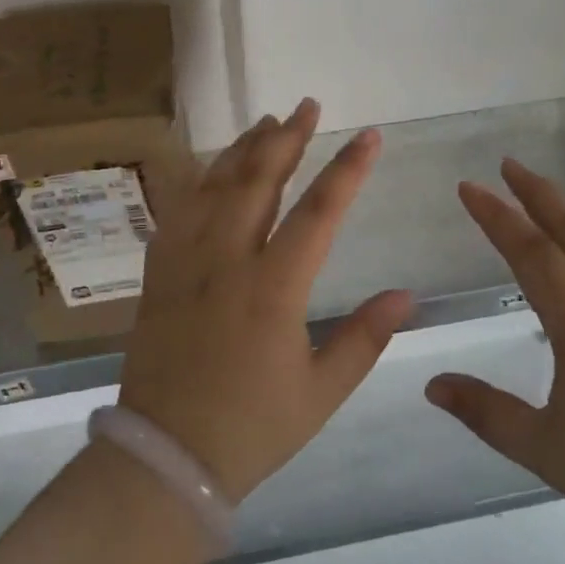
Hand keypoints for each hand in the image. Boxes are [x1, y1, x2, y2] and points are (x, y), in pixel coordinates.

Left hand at [118, 98, 415, 502]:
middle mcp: (227, 261)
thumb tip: (406, 295)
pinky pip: (177, 211)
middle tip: (307, 106)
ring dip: (243, 149)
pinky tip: (210, 168)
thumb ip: (365, 338)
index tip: (369, 136)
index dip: (348, 169)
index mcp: (274, 288)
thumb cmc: (252, 428)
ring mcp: (186, 263)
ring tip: (266, 122)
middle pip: (259, 181)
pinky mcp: (158, 274)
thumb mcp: (321, 392)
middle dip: (287, 139)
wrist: (166, 457)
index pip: (319, 212)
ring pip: (215, 187)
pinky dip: (198, 181)